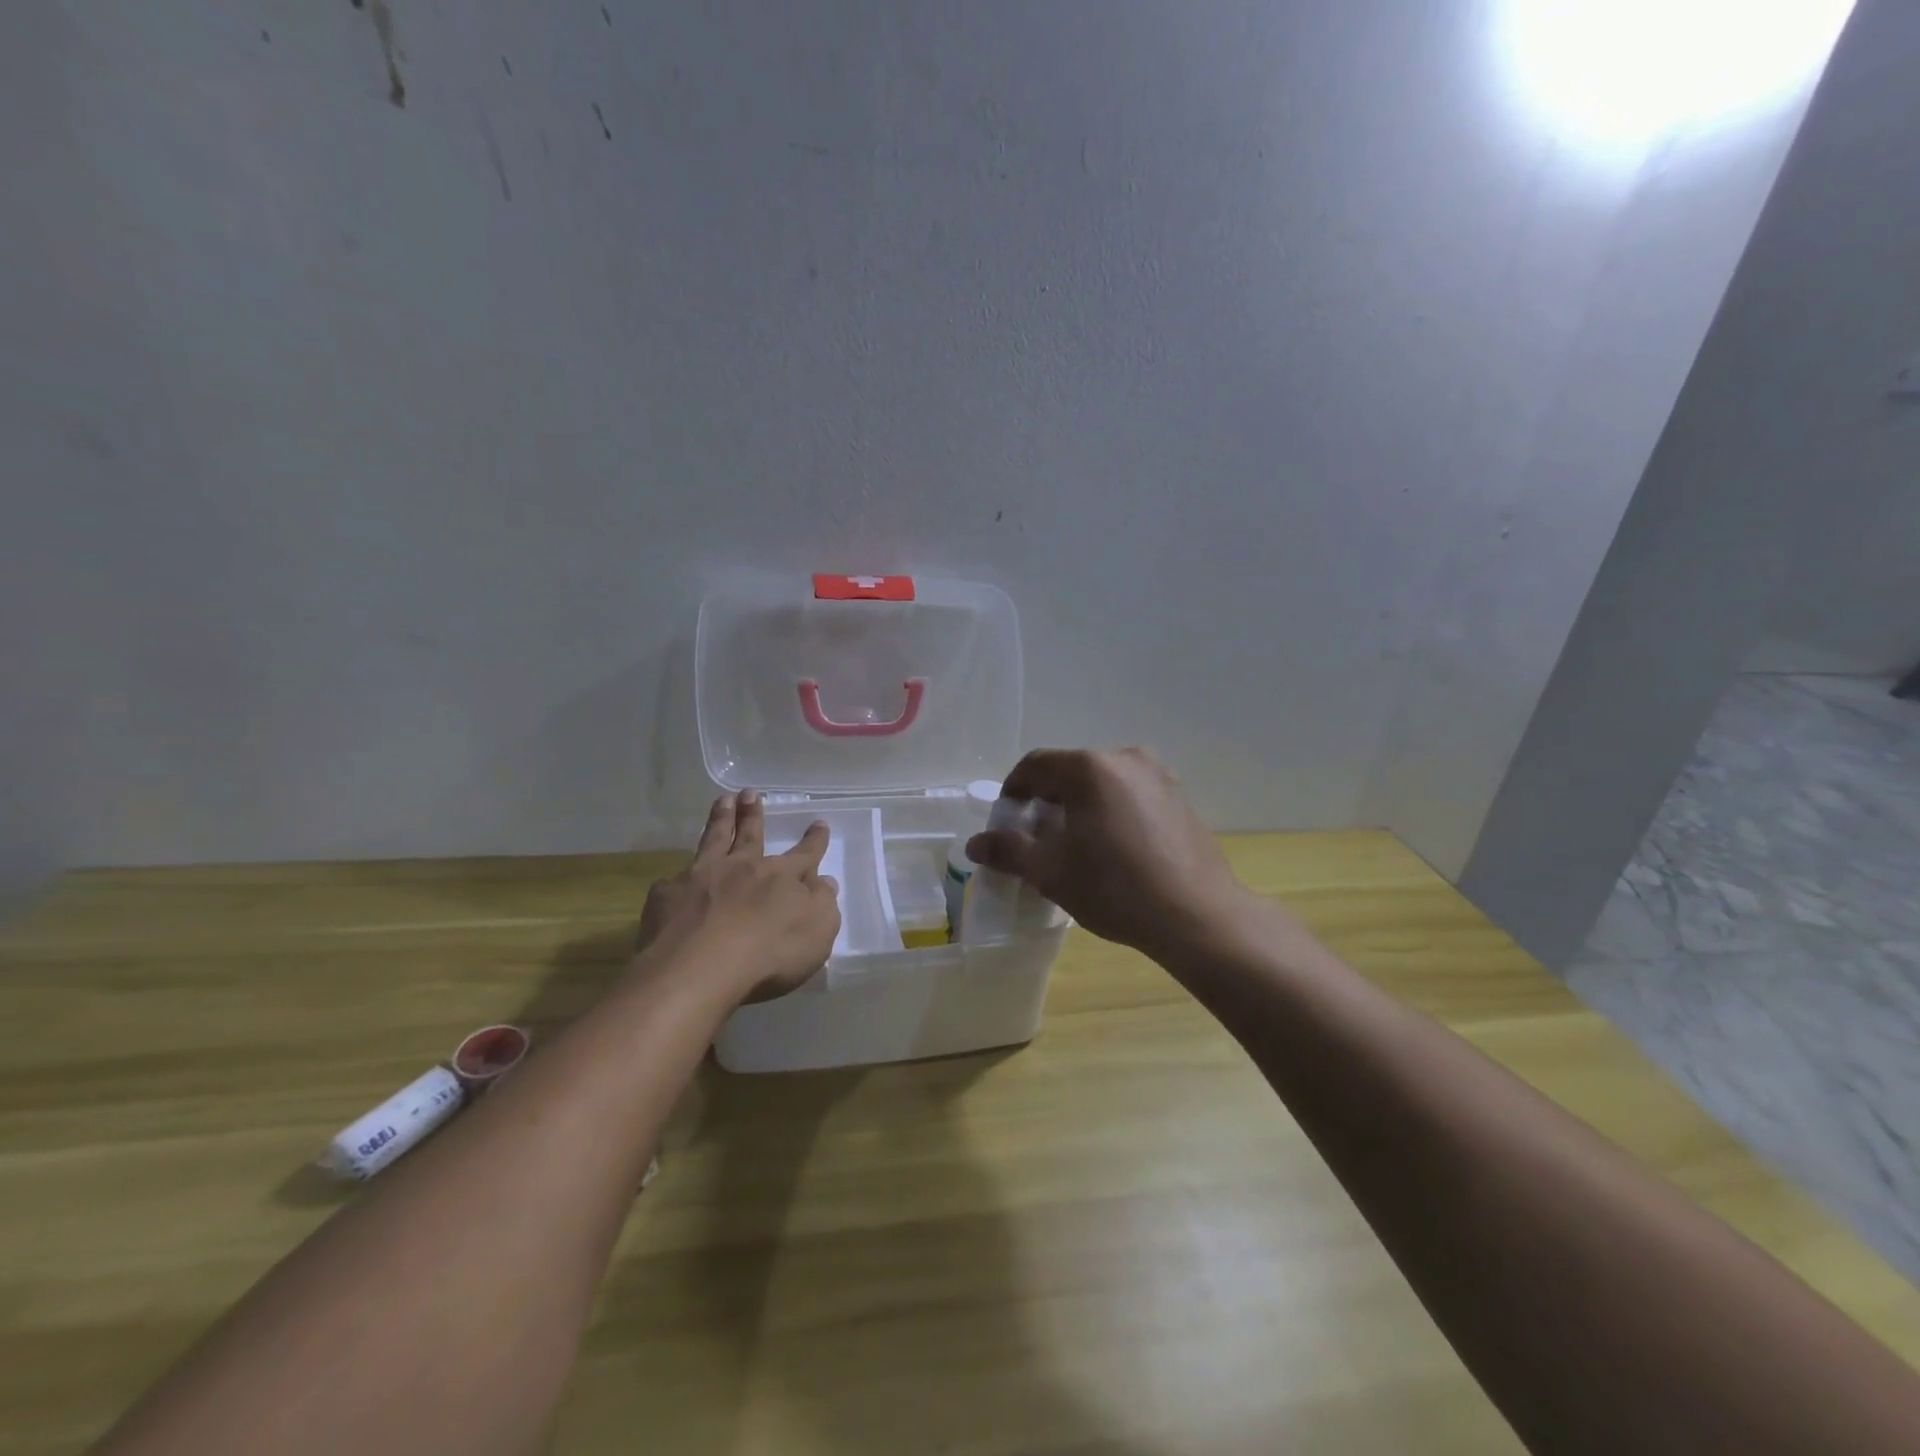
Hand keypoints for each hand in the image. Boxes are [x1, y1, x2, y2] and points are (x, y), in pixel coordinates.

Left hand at [634, 790, 840, 1005]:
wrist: (699, 968)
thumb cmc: (768, 954)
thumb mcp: (817, 933)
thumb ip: (823, 904)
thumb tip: (824, 882)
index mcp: (781, 877)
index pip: (804, 854)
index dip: (814, 840)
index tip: (818, 824)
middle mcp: (742, 868)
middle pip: (750, 834)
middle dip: (754, 814)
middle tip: (751, 793)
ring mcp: (702, 876)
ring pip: (713, 840)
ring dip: (720, 819)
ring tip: (723, 801)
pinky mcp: (668, 895)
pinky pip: (674, 881)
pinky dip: (678, 878)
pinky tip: (674, 880)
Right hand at [966, 748, 1264, 960]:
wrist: (1197, 916)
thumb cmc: (1114, 888)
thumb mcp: (1051, 871)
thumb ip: (1009, 850)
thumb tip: (975, 844)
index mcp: (1089, 768)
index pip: (1035, 765)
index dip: (1013, 791)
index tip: (1007, 823)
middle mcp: (1125, 758)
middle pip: (1070, 772)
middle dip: (1047, 801)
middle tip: (1037, 839)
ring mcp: (1158, 775)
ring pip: (1102, 783)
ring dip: (1080, 806)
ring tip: (1076, 846)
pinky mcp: (1180, 797)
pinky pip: (1130, 794)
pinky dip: (1111, 811)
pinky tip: (1113, 848)